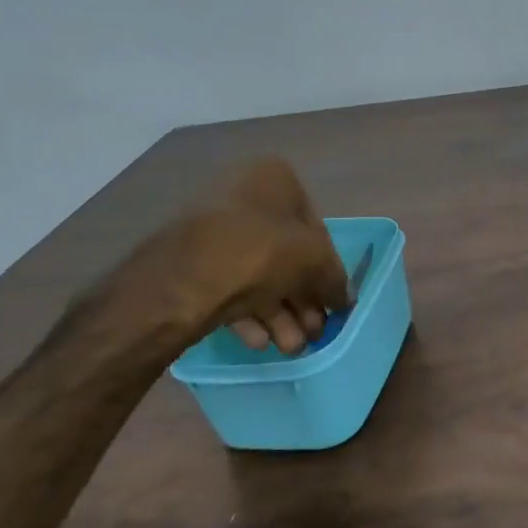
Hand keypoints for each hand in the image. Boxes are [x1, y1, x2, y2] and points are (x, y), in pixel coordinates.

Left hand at [106, 158, 350, 354]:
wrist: (182, 280)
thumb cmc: (261, 253)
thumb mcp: (315, 262)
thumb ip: (335, 280)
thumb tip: (345, 298)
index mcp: (275, 180)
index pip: (315, 229)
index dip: (328, 270)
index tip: (333, 303)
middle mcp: (242, 197)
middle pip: (286, 256)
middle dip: (302, 300)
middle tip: (314, 333)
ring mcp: (213, 230)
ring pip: (259, 276)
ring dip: (280, 314)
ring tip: (290, 347)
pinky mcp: (190, 263)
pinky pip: (229, 286)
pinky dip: (249, 314)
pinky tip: (260, 342)